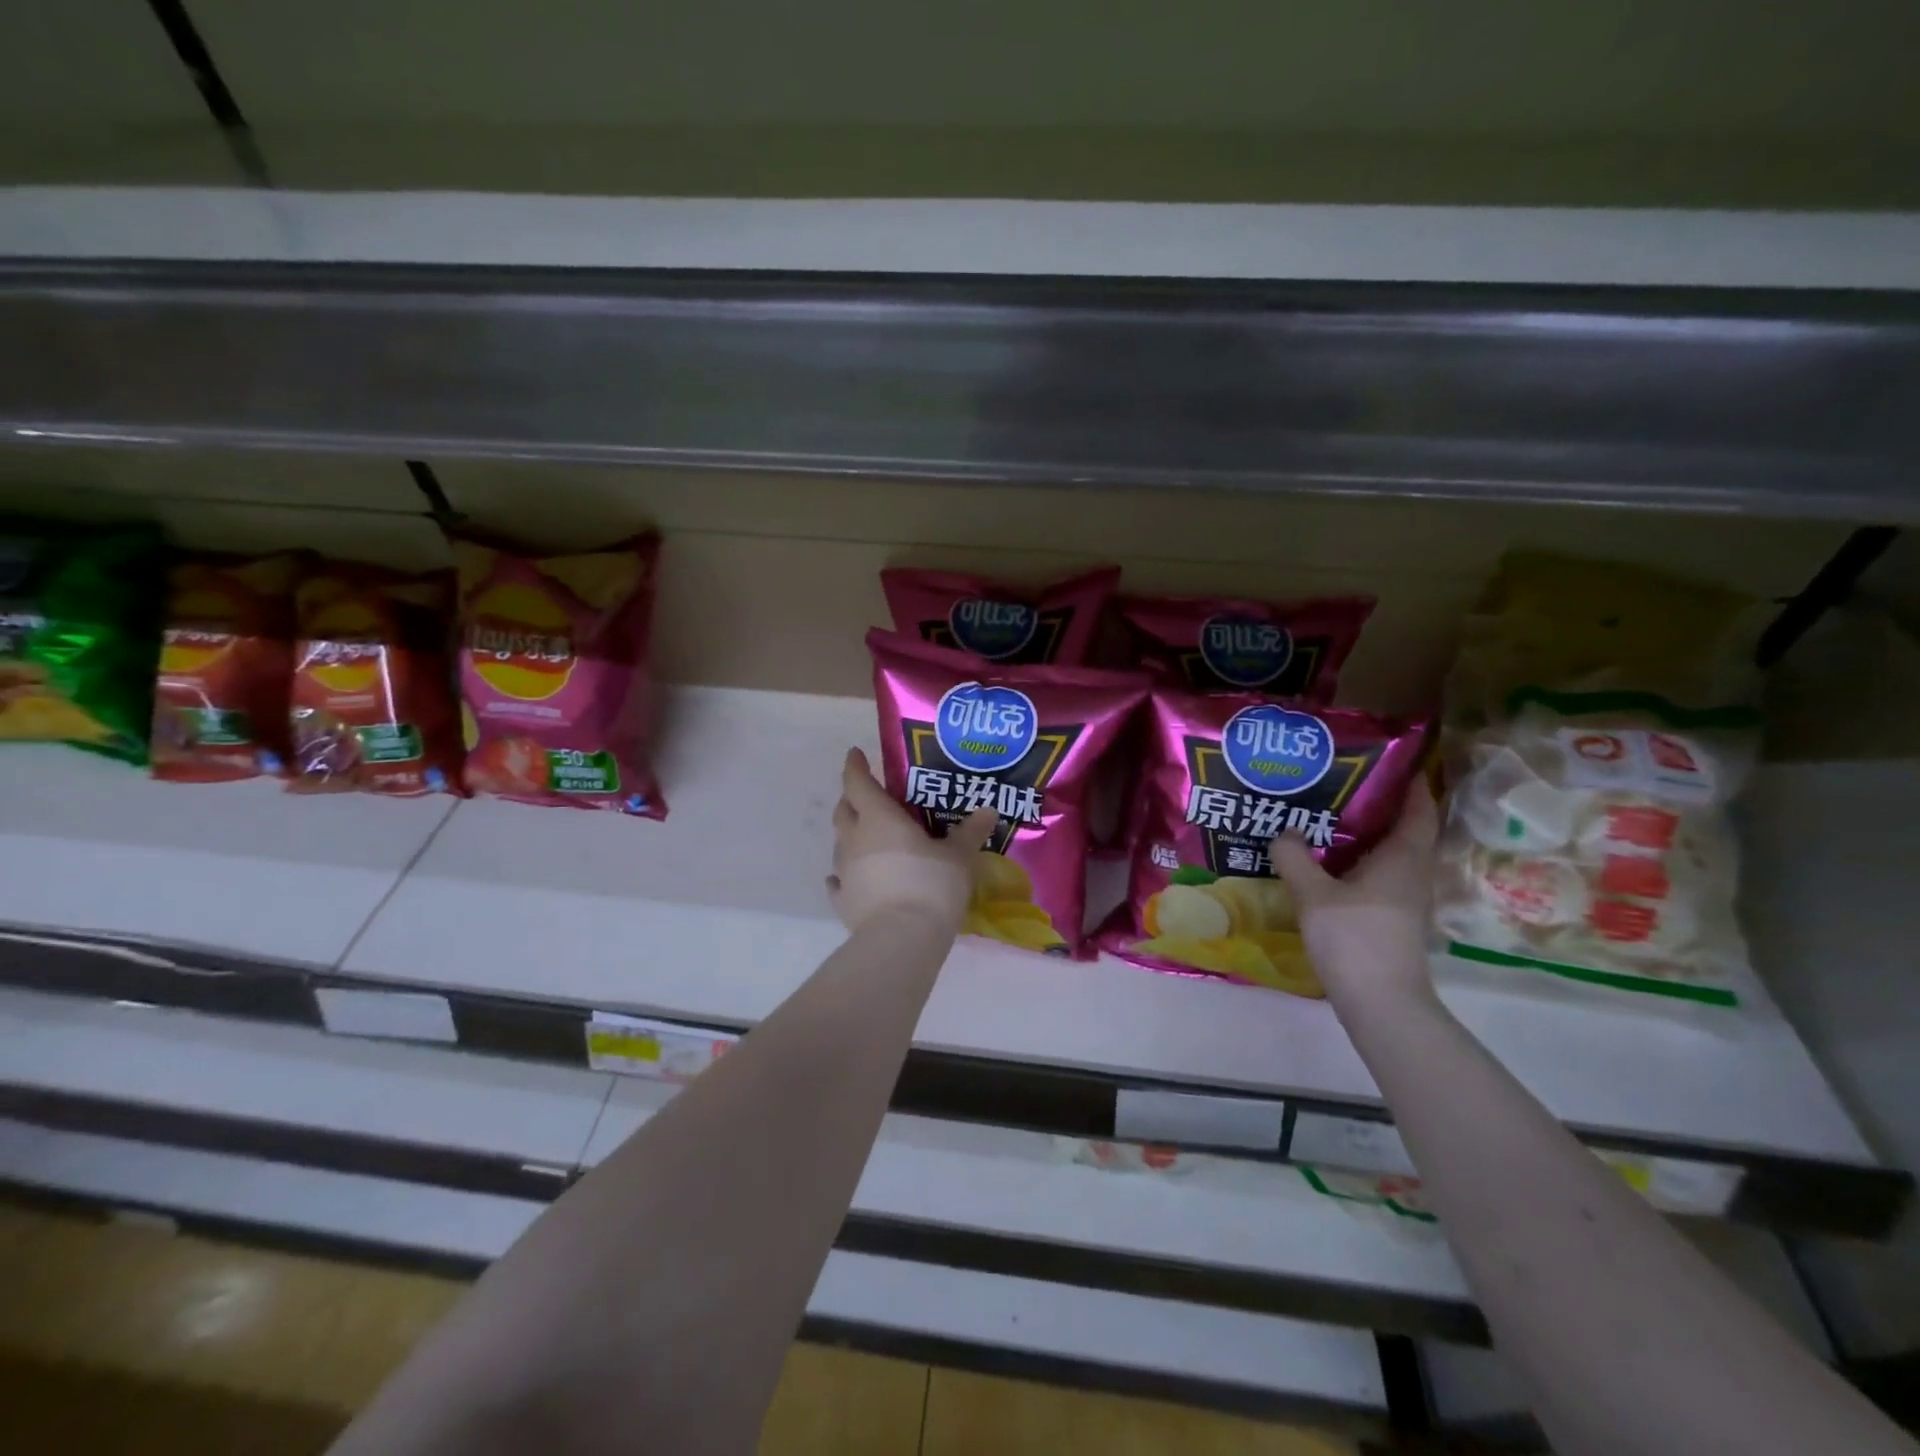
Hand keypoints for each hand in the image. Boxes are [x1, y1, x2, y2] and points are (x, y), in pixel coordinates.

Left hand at [828, 747, 998, 936]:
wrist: (902, 939)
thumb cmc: (931, 884)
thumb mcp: (959, 856)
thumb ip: (970, 831)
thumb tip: (988, 810)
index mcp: (879, 818)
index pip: (858, 782)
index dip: (855, 766)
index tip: (855, 754)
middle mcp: (854, 839)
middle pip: (844, 810)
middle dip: (853, 799)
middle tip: (869, 796)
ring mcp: (844, 871)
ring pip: (840, 843)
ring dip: (851, 836)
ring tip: (869, 838)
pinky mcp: (842, 901)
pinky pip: (839, 881)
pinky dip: (845, 875)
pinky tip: (852, 878)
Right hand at [1270, 780, 1439, 1010]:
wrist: (1381, 1003)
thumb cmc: (1354, 939)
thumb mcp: (1314, 893)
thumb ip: (1295, 857)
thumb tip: (1284, 829)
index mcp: (1403, 858)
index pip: (1419, 809)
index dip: (1410, 783)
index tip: (1388, 761)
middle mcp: (1412, 873)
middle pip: (1404, 830)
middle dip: (1377, 806)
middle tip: (1339, 785)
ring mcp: (1406, 899)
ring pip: (1390, 855)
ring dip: (1365, 836)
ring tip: (1324, 820)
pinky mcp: (1393, 919)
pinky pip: (1379, 876)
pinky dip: (1358, 862)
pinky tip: (1326, 865)